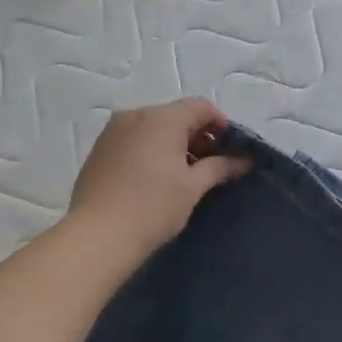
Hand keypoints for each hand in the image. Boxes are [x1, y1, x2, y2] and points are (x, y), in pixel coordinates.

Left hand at [68, 99, 252, 263]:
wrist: (98, 235)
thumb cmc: (153, 207)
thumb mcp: (192, 187)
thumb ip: (219, 168)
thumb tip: (243, 161)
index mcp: (161, 118)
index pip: (200, 106)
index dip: (220, 124)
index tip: (229, 150)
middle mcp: (134, 115)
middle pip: (174, 115)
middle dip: (196, 135)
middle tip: (208, 166)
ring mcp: (112, 131)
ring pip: (152, 127)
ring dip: (172, 143)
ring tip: (181, 175)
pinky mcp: (98, 149)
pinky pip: (132, 139)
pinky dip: (149, 150)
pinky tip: (153, 178)